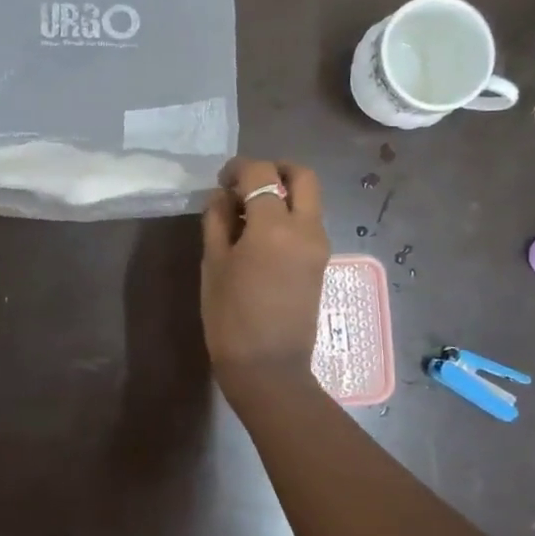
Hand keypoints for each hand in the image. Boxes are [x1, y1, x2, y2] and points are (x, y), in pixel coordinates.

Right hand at [200, 158, 329, 395]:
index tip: (221, 180)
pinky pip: (308, 223)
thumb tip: (221, 196)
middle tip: (247, 185)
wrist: (268, 367)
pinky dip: (289, 216)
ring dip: (283, 194)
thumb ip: (216, 221)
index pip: (262, 173)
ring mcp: (319, 246)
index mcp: (274, 226)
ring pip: (309, 200)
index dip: (239, 168)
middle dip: (275, 170)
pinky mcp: (321, 262)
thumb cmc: (230, 317)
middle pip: (302, 176)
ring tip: (248, 215)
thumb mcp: (213, 264)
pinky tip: (260, 237)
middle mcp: (305, 228)